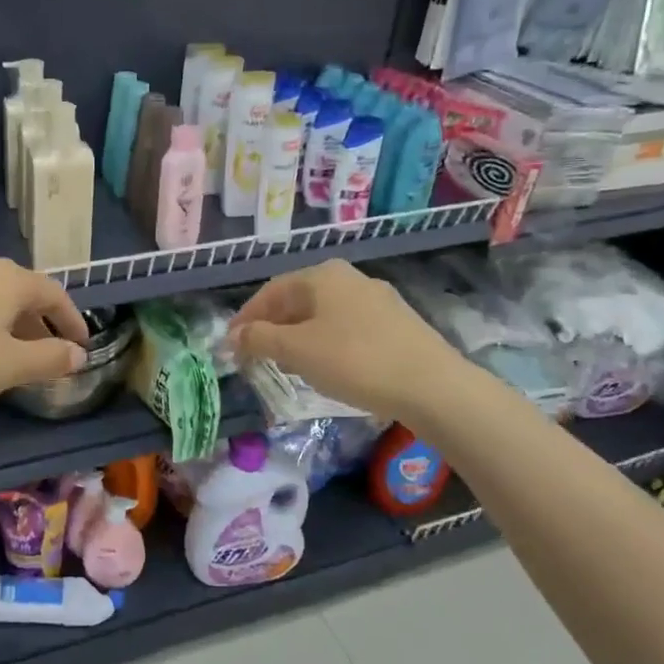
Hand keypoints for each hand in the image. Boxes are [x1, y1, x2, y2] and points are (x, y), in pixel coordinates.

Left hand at [0, 258, 89, 421]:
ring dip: (11, 327)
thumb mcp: (9, 366)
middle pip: (21, 293)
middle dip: (40, 324)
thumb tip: (77, 354)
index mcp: (8, 279)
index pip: (53, 293)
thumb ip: (49, 358)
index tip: (82, 345)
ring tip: (15, 359)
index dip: (71, 320)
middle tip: (51, 354)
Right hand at [227, 259, 470, 427]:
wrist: (433, 387)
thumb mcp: (297, 351)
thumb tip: (234, 335)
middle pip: (297, 300)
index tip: (230, 343)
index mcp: (322, 275)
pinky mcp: (398, 324)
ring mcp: (378, 299)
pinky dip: (326, 343)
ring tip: (287, 364)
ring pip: (323, 315)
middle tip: (255, 354)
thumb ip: (259, 339)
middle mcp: (350, 278)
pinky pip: (347, 328)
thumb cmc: (355, 361)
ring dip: (298, 336)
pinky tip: (327, 367)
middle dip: (272, 326)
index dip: (246, 317)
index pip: (270, 291)